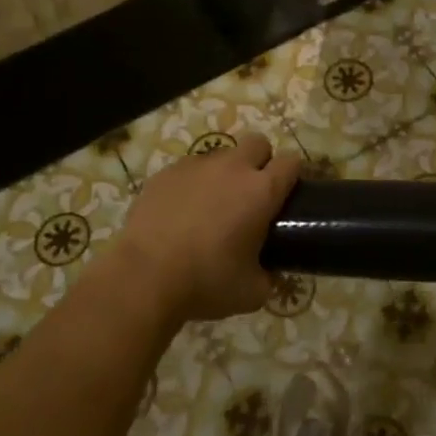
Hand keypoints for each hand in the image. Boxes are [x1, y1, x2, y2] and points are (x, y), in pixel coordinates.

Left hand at [111, 134, 301, 326]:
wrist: (143, 278)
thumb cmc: (206, 282)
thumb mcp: (252, 292)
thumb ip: (269, 277)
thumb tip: (270, 274)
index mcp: (262, 191)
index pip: (291, 161)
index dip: (292, 175)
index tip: (287, 194)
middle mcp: (233, 168)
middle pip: (258, 143)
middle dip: (260, 161)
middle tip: (251, 195)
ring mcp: (196, 166)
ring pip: (222, 155)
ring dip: (224, 173)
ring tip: (211, 206)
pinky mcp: (166, 173)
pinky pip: (189, 169)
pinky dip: (192, 184)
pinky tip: (181, 212)